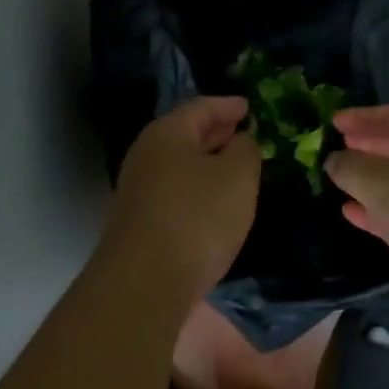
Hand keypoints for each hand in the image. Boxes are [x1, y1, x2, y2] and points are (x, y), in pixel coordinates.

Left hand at [107, 97, 261, 297]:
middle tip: (244, 132)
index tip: (249, 106)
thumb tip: (240, 141)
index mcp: (167, 133)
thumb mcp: (237, 176)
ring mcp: (139, 191)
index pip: (201, 107)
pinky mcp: (140, 223)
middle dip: (216, 133)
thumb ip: (245, 150)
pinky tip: (215, 204)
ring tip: (235, 168)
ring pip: (179, 166)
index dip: (228, 105)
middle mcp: (146, 156)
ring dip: (207, 164)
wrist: (145, 283)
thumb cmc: (197, 217)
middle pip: (185, 135)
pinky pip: (175, 193)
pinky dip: (197, 190)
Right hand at [325, 105, 388, 333]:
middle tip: (337, 149)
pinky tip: (353, 214)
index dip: (362, 117)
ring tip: (340, 182)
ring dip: (372, 182)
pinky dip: (379, 211)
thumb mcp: (377, 180)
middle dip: (368, 148)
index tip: (332, 122)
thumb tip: (335, 161)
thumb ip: (349, 166)